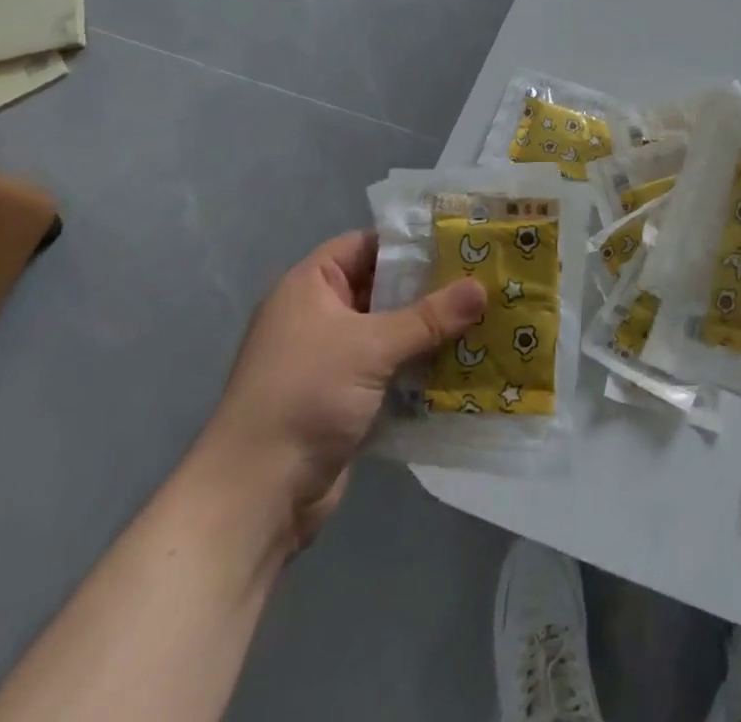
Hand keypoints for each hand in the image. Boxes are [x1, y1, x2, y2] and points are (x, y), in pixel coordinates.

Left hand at [195, 230, 485, 548]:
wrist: (256, 498)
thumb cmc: (305, 397)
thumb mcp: (372, 347)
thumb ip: (429, 317)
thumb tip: (482, 287)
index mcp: (310, 286)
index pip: (366, 245)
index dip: (409, 242)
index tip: (459, 242)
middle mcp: (318, 316)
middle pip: (383, 289)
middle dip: (430, 289)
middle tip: (483, 280)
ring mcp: (330, 361)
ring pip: (390, 332)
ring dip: (429, 332)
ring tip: (484, 319)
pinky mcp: (343, 400)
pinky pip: (389, 371)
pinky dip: (419, 369)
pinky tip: (463, 365)